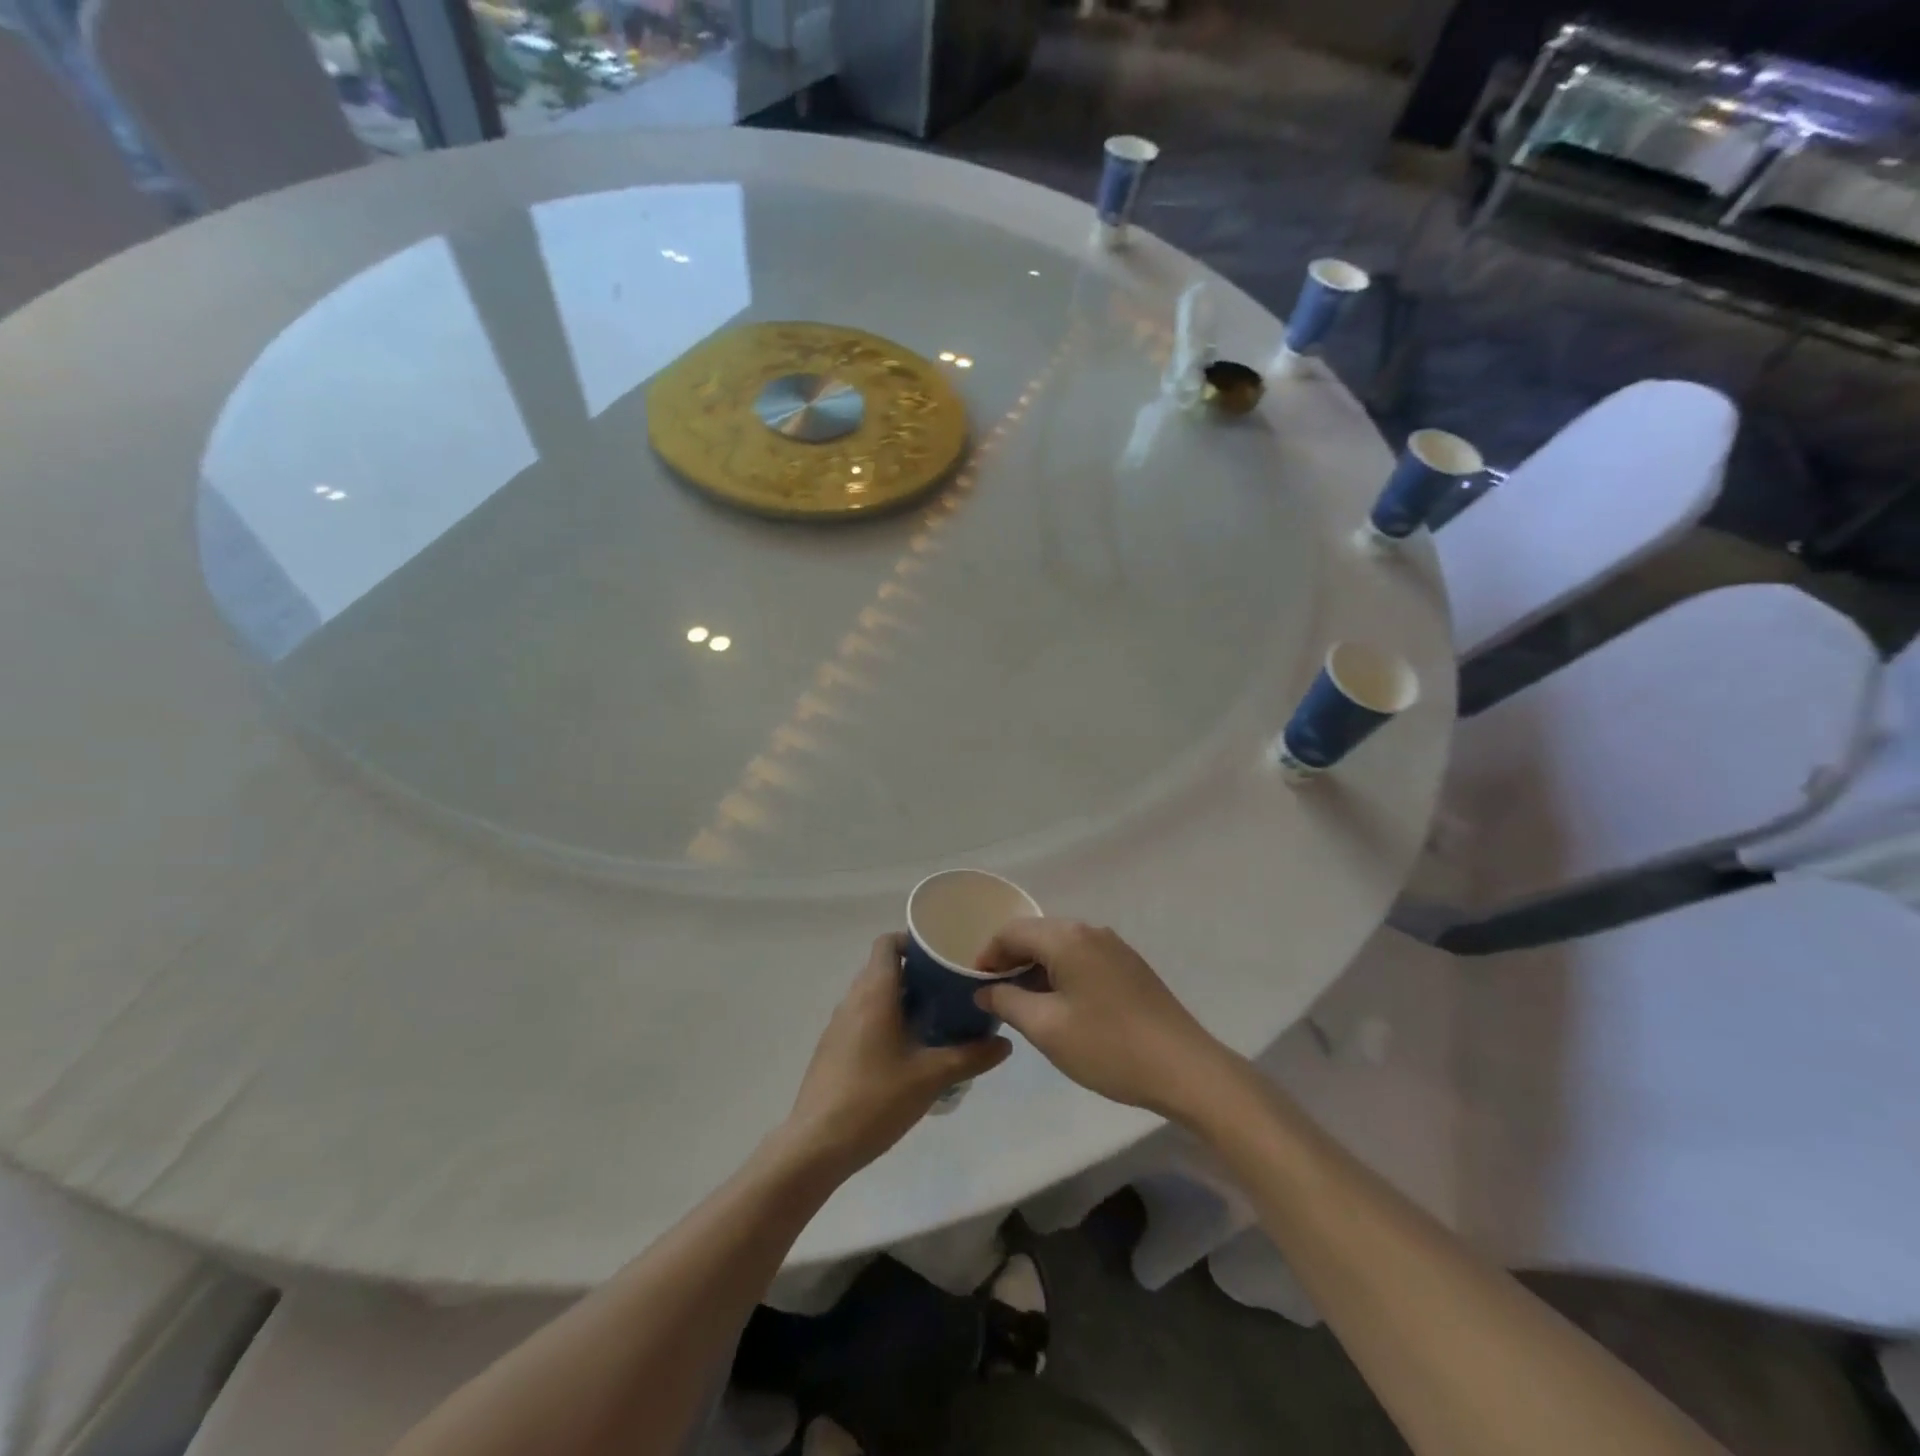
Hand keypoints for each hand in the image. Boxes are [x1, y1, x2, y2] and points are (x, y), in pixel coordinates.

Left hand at [781, 934, 1010, 1177]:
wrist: (816, 1145)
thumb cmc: (875, 1099)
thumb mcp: (931, 1078)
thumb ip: (970, 1057)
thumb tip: (1005, 1043)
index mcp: (874, 993)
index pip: (887, 943)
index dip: (912, 941)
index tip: (941, 956)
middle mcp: (853, 1000)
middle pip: (883, 968)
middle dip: (916, 973)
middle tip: (949, 989)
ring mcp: (838, 1025)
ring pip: (873, 995)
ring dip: (901, 999)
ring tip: (934, 1019)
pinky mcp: (832, 1049)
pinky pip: (862, 1019)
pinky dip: (885, 1021)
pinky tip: (907, 1052)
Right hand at [974, 918, 1230, 1118]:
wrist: (1184, 1068)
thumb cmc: (1108, 1047)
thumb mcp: (1047, 1028)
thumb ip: (1007, 1001)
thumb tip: (985, 989)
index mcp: (1066, 937)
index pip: (1011, 932)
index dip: (986, 956)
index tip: (974, 986)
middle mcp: (1090, 931)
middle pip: (1036, 934)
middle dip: (1010, 961)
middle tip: (994, 996)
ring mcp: (1114, 947)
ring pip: (1060, 947)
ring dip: (1036, 969)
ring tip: (1023, 1005)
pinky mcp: (1129, 966)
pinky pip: (1082, 958)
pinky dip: (1061, 974)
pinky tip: (1060, 1007)